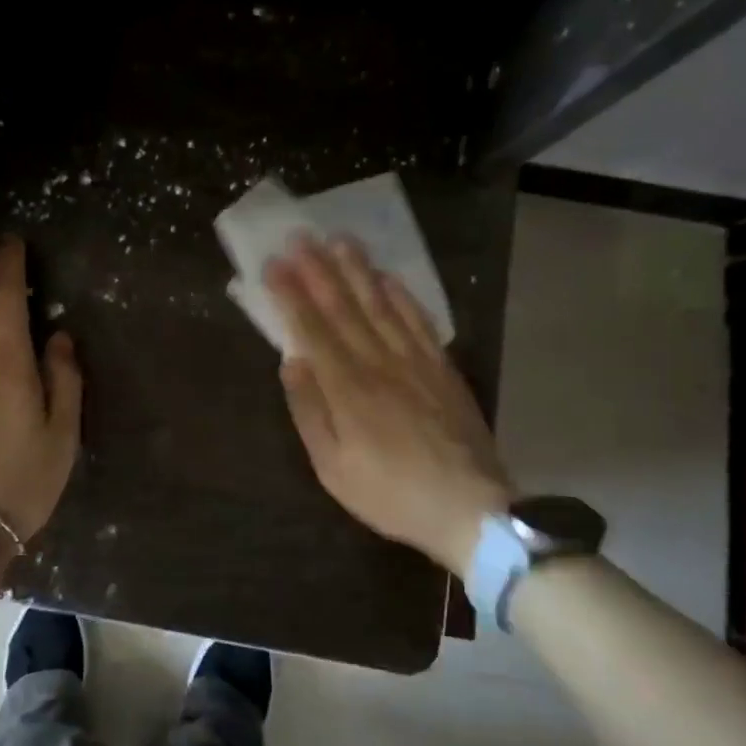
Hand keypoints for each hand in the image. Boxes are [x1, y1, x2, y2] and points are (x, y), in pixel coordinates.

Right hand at [264, 235, 513, 571]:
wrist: (470, 509)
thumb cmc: (390, 494)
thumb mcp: (333, 469)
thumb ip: (310, 412)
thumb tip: (291, 363)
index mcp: (347, 389)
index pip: (312, 330)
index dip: (291, 295)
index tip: (274, 264)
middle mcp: (378, 363)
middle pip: (344, 308)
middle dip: (318, 270)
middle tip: (301, 236)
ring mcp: (414, 361)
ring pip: (380, 305)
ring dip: (357, 271)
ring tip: (339, 240)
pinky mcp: (441, 367)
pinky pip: (418, 321)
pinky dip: (401, 295)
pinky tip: (387, 276)